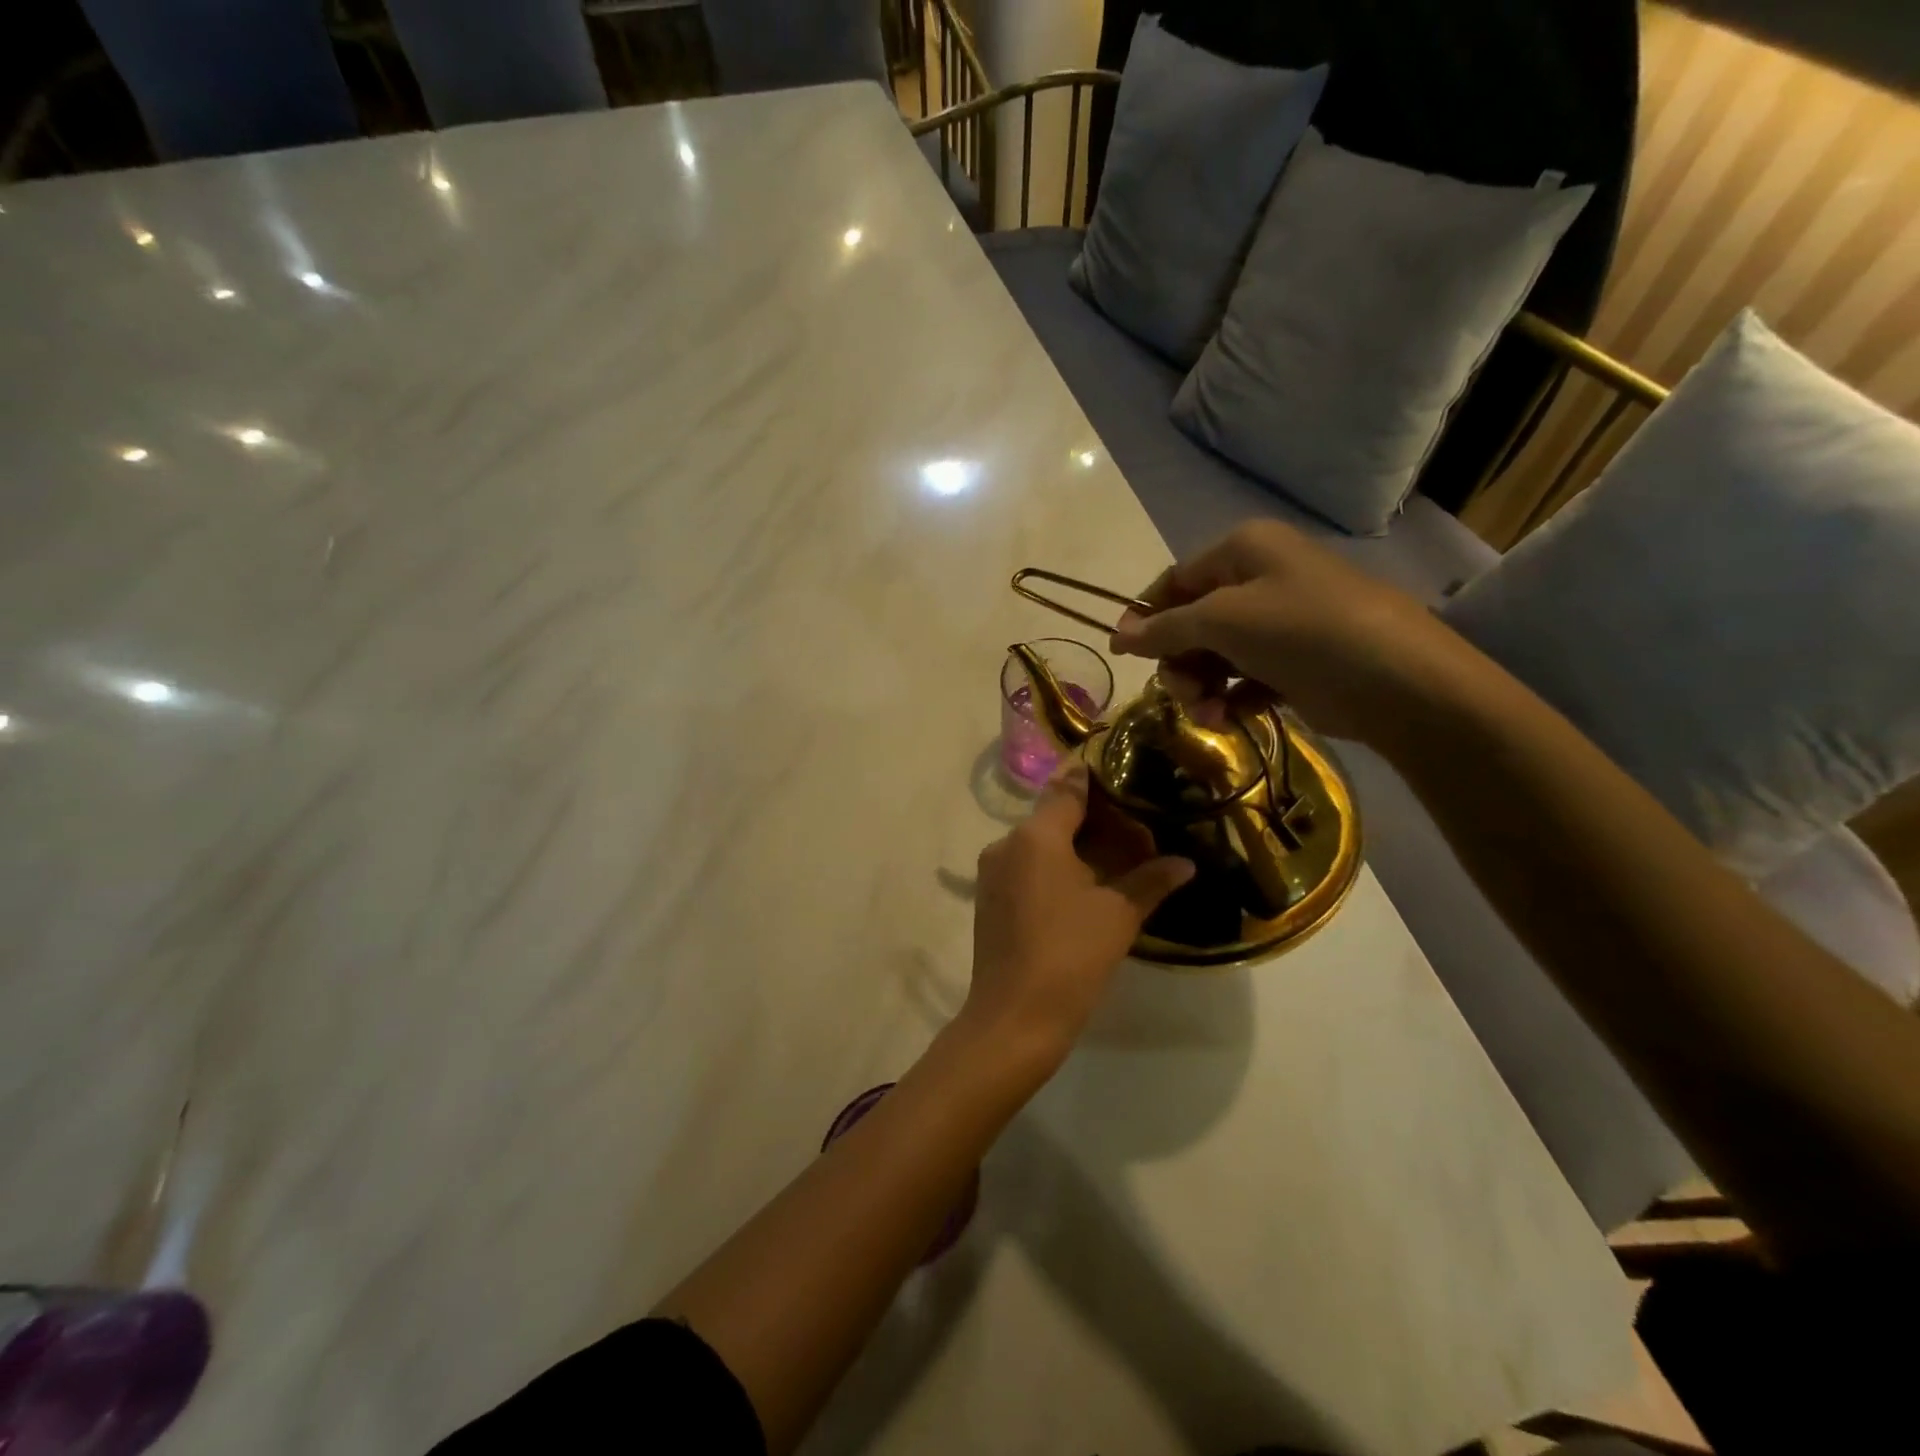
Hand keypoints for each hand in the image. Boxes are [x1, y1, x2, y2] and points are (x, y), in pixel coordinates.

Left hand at [963, 763, 1192, 1065]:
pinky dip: (1055, 866)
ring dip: (1074, 845)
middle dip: (1093, 819)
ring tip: (1116, 858)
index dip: (1095, 777)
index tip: (1122, 769)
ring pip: (1039, 843)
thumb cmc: (1070, 956)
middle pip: (1053, 816)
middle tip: (1135, 828)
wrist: (1015, 1017)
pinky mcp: (989, 898)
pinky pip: (1026, 867)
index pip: (1067, 787)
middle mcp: (1007, 843)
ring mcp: (993, 872)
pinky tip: (1084, 886)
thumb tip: (1185, 862)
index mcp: (1035, 836)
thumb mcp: (1118, 915)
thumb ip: (1151, 880)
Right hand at [1108, 520, 1472, 745]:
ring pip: (1216, 654)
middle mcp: (1260, 578)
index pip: (1175, 581)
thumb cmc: (1302, 631)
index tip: (1123, 655)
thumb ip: (1165, 629)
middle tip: (1183, 694)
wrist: (1397, 681)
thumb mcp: (1223, 621)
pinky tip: (1233, 717)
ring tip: (1210, 715)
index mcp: (1243, 550)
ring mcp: (1280, 622)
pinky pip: (1244, 676)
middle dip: (1180, 662)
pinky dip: (1232, 698)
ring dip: (1202, 687)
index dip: (1146, 617)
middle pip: (1192, 622)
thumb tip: (1120, 636)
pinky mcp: (1295, 661)